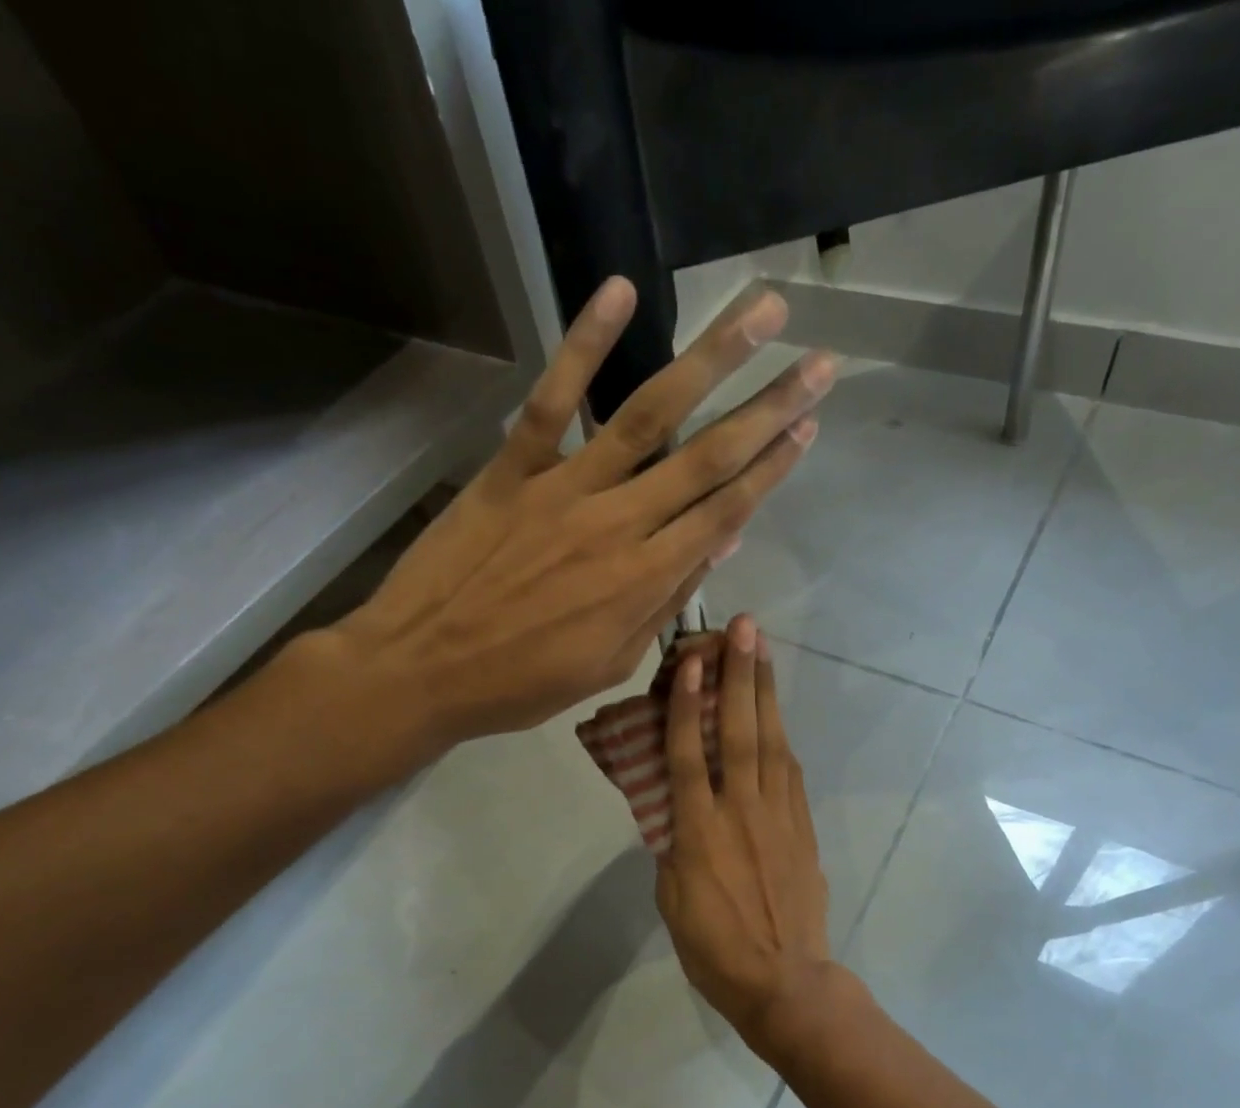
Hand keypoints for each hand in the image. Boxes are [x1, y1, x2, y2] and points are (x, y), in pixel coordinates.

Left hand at [323, 278, 834, 767]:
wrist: (421, 671)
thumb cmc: (521, 683)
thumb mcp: (610, 663)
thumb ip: (665, 602)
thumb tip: (719, 544)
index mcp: (644, 580)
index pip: (725, 511)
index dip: (773, 467)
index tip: (810, 426)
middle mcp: (617, 523)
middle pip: (707, 456)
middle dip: (769, 407)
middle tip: (819, 363)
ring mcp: (563, 489)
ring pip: (649, 415)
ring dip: (710, 360)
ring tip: (759, 313)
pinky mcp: (510, 468)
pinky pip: (552, 400)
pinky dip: (584, 344)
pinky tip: (622, 293)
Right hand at [656, 615, 832, 1048]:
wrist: (785, 981)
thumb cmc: (714, 948)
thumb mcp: (672, 897)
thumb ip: (674, 844)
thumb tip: (680, 810)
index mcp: (698, 831)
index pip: (689, 754)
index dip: (688, 705)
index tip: (690, 662)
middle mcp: (740, 810)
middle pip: (740, 732)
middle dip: (739, 676)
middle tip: (743, 628)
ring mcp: (778, 815)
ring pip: (771, 742)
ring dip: (766, 693)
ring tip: (762, 650)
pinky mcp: (802, 826)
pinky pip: (790, 771)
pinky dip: (782, 736)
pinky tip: (777, 713)